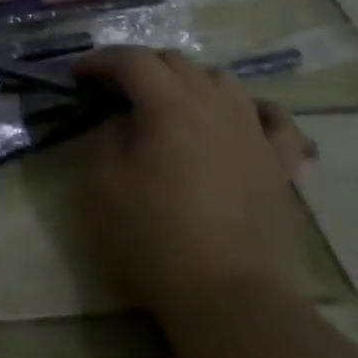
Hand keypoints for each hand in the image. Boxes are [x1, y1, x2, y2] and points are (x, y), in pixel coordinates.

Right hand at [74, 48, 312, 318]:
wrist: (226, 297)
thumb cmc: (152, 237)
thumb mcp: (102, 183)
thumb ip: (108, 136)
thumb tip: (124, 120)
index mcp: (168, 106)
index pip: (132, 60)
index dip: (101, 61)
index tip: (77, 75)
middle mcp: (215, 107)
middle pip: (176, 62)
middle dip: (141, 66)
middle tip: (115, 90)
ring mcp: (254, 134)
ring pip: (223, 81)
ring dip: (190, 81)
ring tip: (171, 102)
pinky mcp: (280, 167)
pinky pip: (276, 121)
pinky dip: (255, 110)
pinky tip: (245, 117)